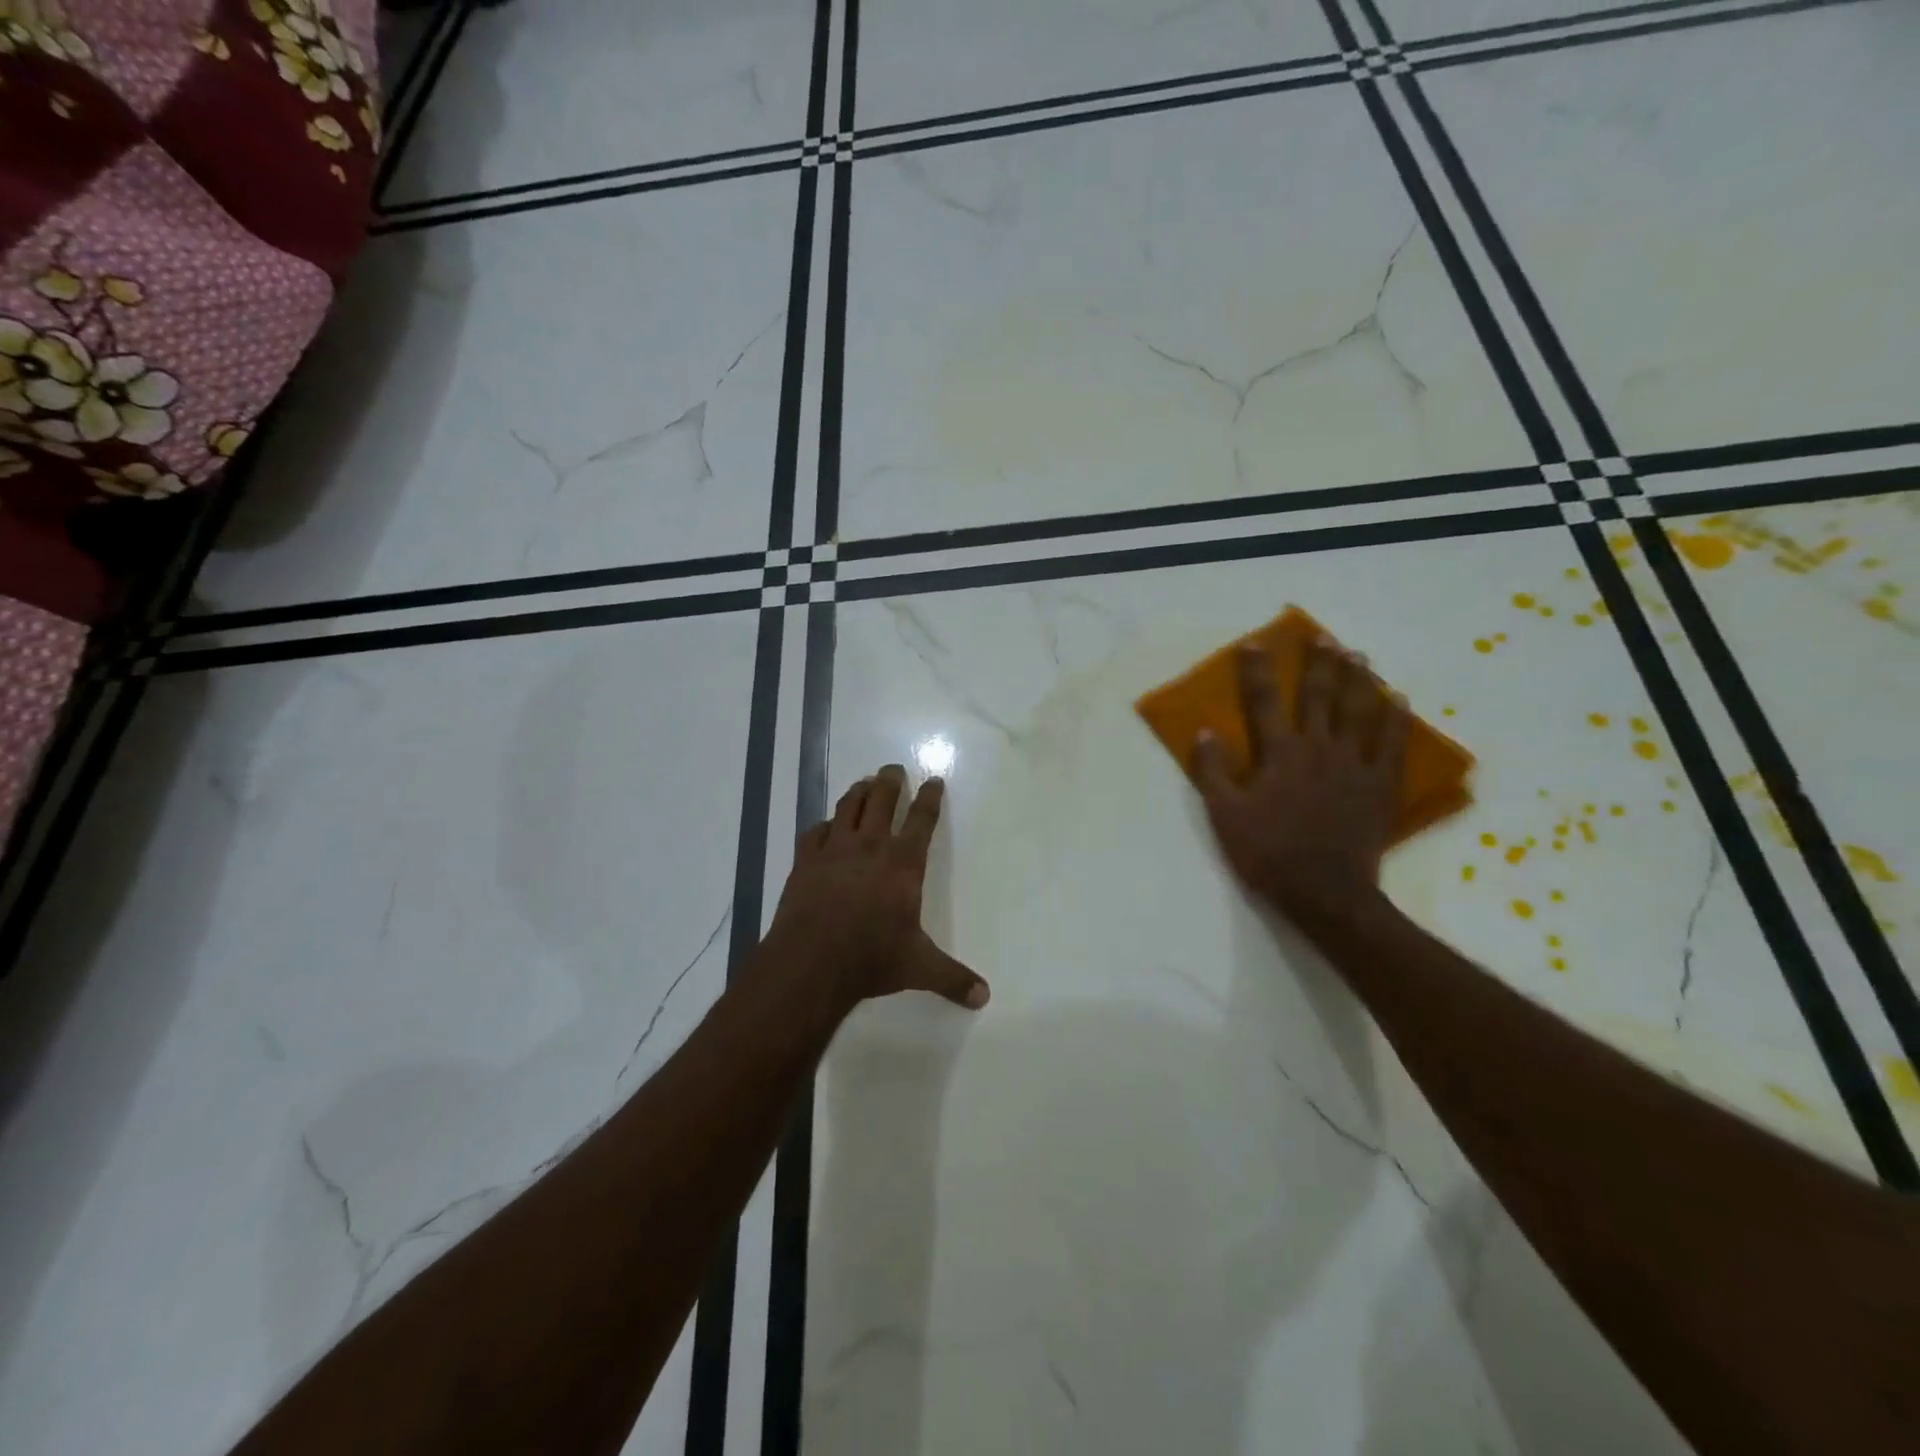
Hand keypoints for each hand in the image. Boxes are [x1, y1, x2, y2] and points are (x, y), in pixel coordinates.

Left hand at [771, 764, 990, 1011]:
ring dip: (859, 791)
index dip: (930, 797)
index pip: (922, 819)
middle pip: (882, 800)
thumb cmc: (871, 958)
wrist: (811, 962)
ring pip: (848, 806)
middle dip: (891, 781)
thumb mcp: (919, 967)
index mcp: (903, 863)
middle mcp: (871, 846)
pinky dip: (824, 824)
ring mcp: (834, 849)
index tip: (934, 780)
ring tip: (865, 783)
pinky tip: (827, 827)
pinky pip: (815, 831)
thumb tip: (984, 997)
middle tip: (894, 769)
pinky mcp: (805, 861)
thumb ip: (953, 978)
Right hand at [1193, 637, 1407, 929]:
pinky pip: (1392, 744)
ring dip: (1359, 681)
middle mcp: (1319, 748)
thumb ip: (1213, 772)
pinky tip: (1399, 701)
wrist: (1325, 891)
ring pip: (1360, 712)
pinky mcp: (1380, 785)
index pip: (1264, 702)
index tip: (1256, 644)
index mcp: (1280, 753)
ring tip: (1360, 656)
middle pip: (1320, 697)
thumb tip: (1205, 732)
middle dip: (1319, 664)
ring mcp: (1355, 765)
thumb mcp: (1225, 815)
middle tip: (1324, 638)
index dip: (1258, 671)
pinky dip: (1396, 720)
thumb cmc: (1268, 852)